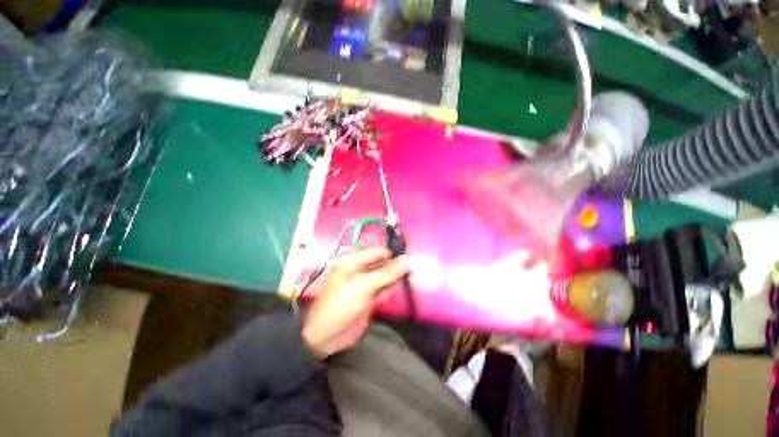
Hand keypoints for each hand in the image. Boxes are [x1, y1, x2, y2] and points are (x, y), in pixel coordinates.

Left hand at [302, 247, 409, 358]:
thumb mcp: (364, 284)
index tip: (411, 256)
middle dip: (397, 264)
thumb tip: (407, 259)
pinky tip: (405, 283)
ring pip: (385, 275)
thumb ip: (387, 272)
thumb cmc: (342, 303)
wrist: (327, 335)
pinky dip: (394, 286)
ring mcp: (366, 283)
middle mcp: (360, 268)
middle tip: (415, 265)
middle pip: (383, 262)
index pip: (378, 250)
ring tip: (414, 272)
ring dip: (397, 275)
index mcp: (354, 260)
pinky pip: (385, 288)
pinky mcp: (371, 297)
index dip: (394, 252)